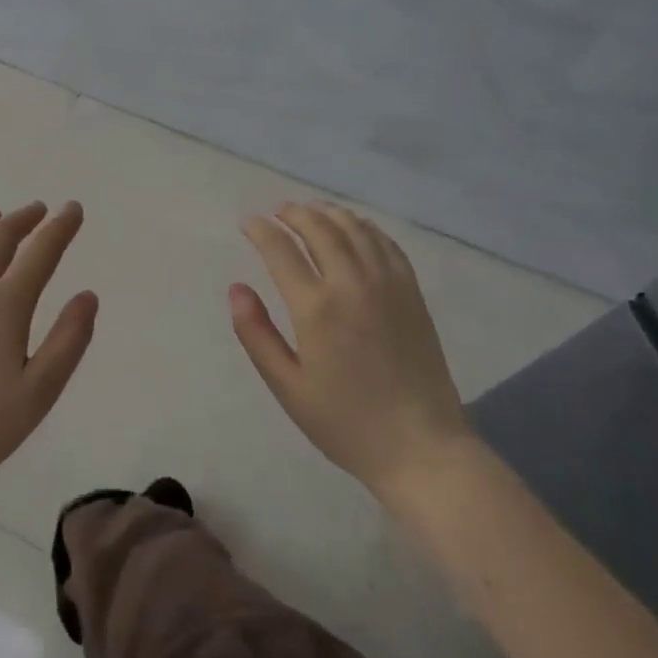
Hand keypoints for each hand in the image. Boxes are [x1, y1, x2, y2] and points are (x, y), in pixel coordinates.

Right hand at [231, 200, 470, 494]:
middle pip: (319, 229)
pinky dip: (365, 227)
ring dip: (328, 213)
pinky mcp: (412, 292)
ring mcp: (388, 284)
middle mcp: (352, 284)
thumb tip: (236, 288)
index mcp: (316, 308)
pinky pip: (386, 244)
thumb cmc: (345, 422)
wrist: (421, 447)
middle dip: (294, 213)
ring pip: (354, 229)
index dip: (260, 230)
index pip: (280, 250)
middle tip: (277, 212)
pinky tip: (355, 228)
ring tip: (311, 211)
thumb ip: (256, 333)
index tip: (247, 222)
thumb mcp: (287, 386)